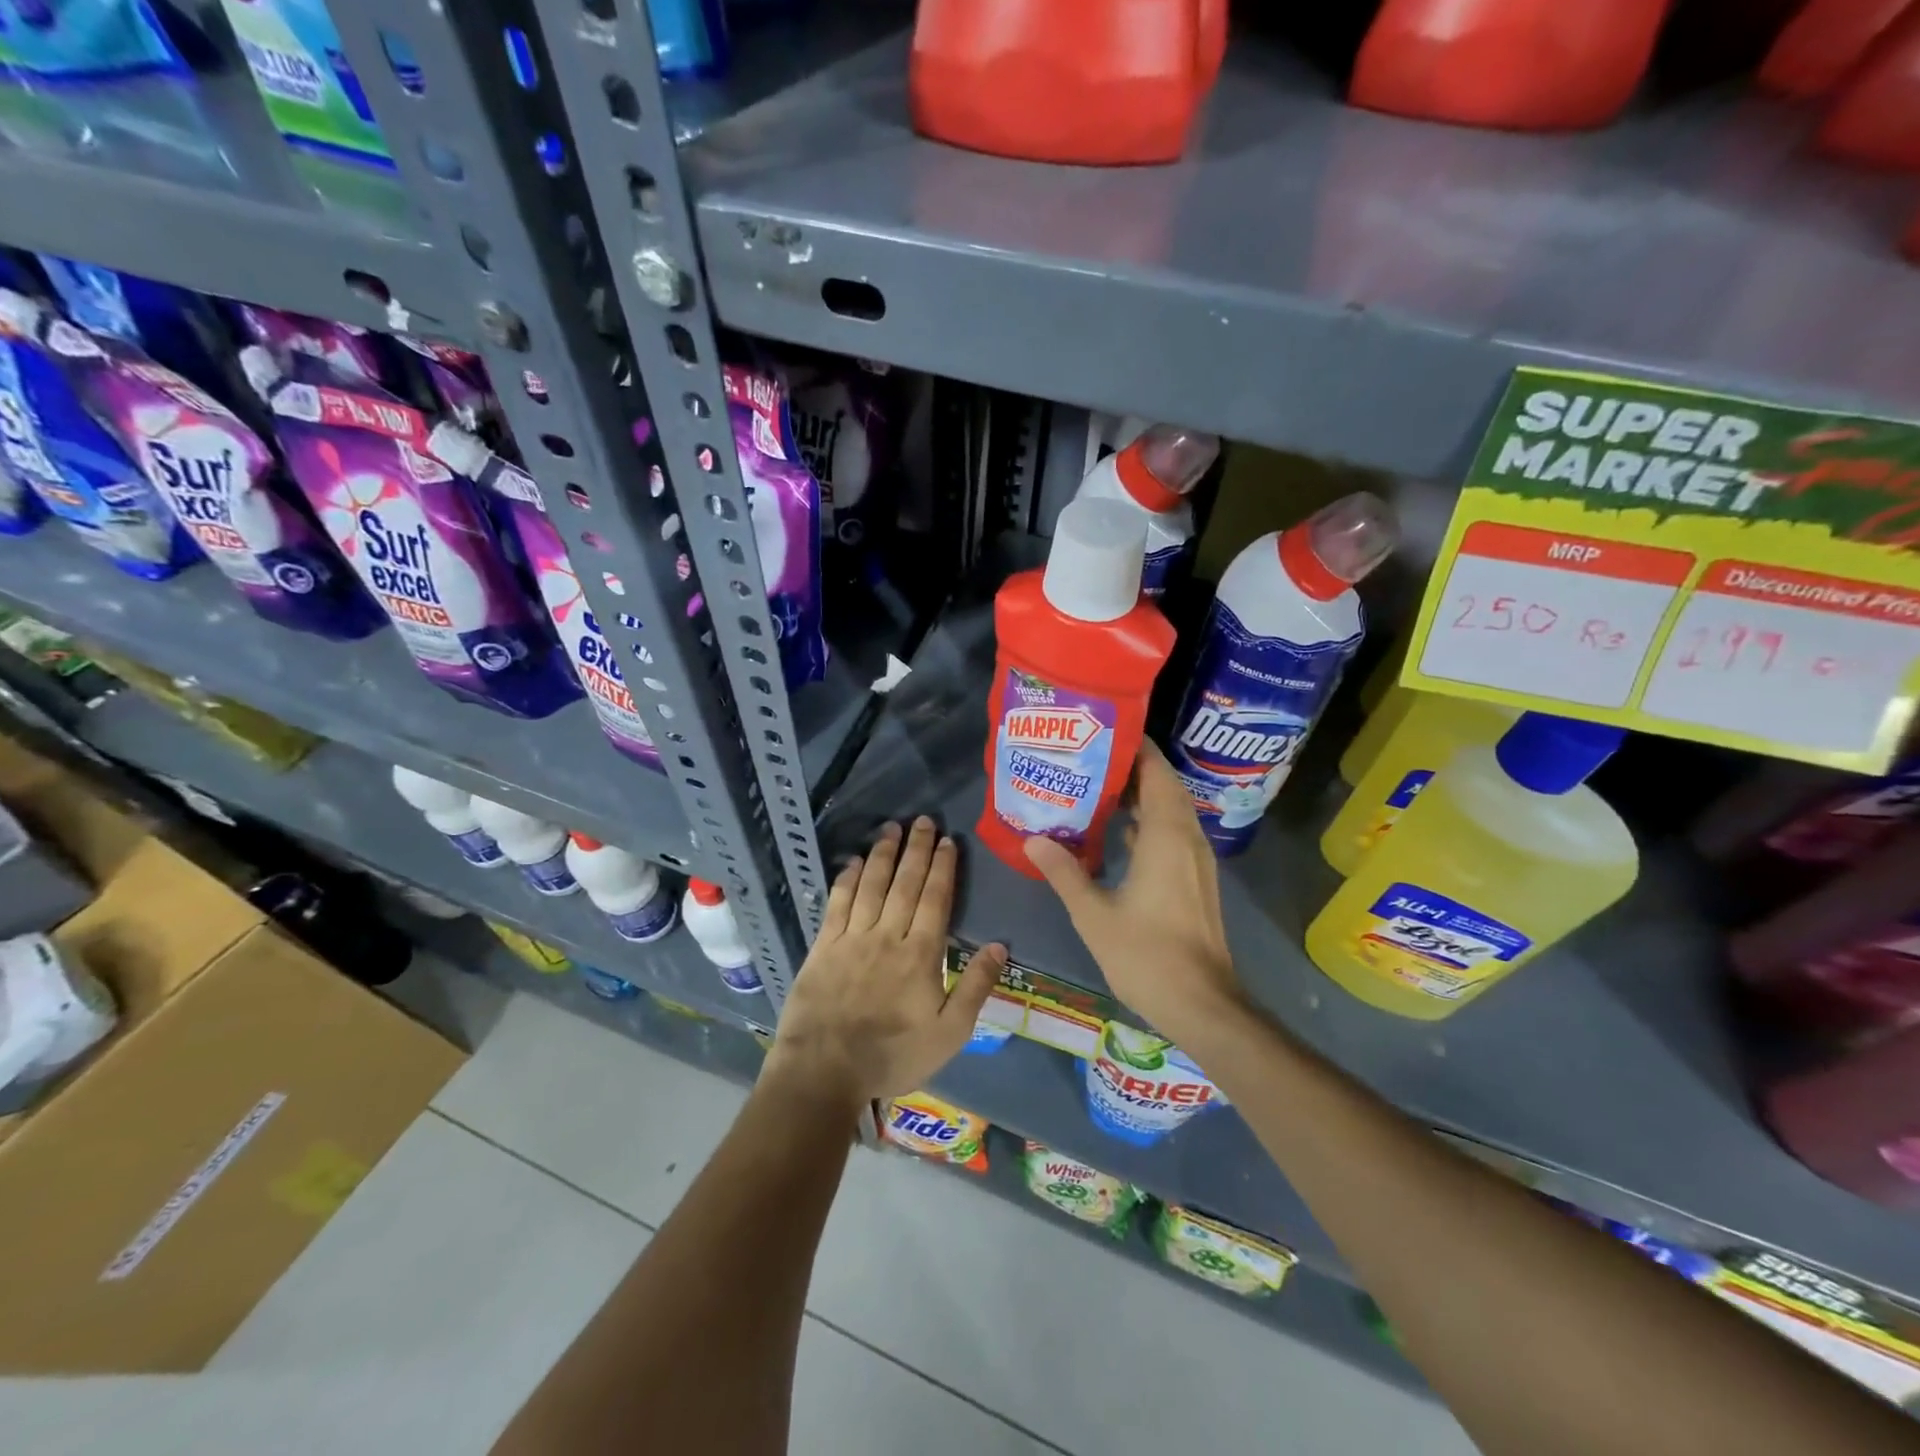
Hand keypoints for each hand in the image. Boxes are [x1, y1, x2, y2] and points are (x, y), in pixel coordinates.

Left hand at [768, 817, 1005, 1106]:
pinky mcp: (823, 947)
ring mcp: (852, 938)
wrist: (825, 1071)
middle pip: (905, 883)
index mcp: (921, 954)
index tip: (948, 840)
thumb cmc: (893, 1055)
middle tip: (922, 820)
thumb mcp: (949, 1033)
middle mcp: (887, 935)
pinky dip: (847, 879)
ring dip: (883, 854)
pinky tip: (853, 861)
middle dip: (916, 849)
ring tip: (891, 828)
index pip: (935, 899)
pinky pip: (837, 903)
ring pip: (871, 885)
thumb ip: (975, 987)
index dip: (943, 867)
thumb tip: (999, 945)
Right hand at [1024, 741, 1243, 1046]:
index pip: (1157, 772)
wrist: (1202, 1004)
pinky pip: (1173, 833)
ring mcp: (1196, 860)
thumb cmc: (1147, 955)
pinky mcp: (1195, 879)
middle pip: (1165, 786)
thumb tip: (1032, 837)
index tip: (1104, 731)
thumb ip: (1064, 872)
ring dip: (1141, 794)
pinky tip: (1118, 831)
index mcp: (1167, 836)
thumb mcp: (1094, 914)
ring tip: (1098, 785)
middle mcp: (1187, 838)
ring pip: (1171, 810)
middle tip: (1090, 755)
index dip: (1136, 748)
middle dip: (1133, 767)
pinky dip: (1149, 822)